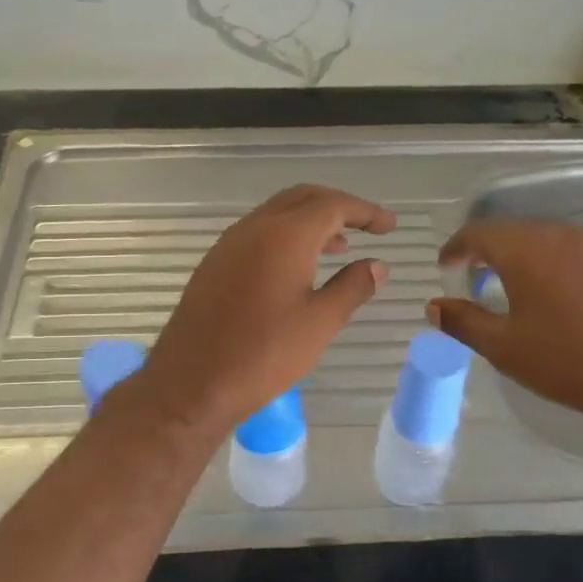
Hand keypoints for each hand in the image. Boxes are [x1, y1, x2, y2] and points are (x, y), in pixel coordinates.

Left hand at [136, 185, 395, 438]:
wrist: (191, 383)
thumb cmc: (264, 354)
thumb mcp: (320, 323)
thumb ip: (353, 287)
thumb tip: (378, 265)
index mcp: (285, 235)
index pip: (333, 205)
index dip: (366, 212)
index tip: (390, 226)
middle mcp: (255, 228)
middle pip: (304, 198)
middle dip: (339, 206)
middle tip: (368, 226)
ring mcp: (230, 244)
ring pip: (278, 214)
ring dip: (312, 221)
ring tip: (341, 245)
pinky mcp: (215, 263)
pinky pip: (258, 233)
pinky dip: (287, 236)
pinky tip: (298, 267)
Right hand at [427, 218, 582, 438]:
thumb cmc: (570, 361)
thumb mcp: (505, 347)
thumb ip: (463, 322)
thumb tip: (434, 307)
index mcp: (526, 248)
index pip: (478, 233)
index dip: (456, 249)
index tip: (445, 268)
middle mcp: (561, 235)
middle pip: (512, 232)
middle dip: (487, 253)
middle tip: (472, 280)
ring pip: (545, 242)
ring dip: (520, 259)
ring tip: (510, 290)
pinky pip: (572, 254)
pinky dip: (551, 267)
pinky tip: (554, 299)